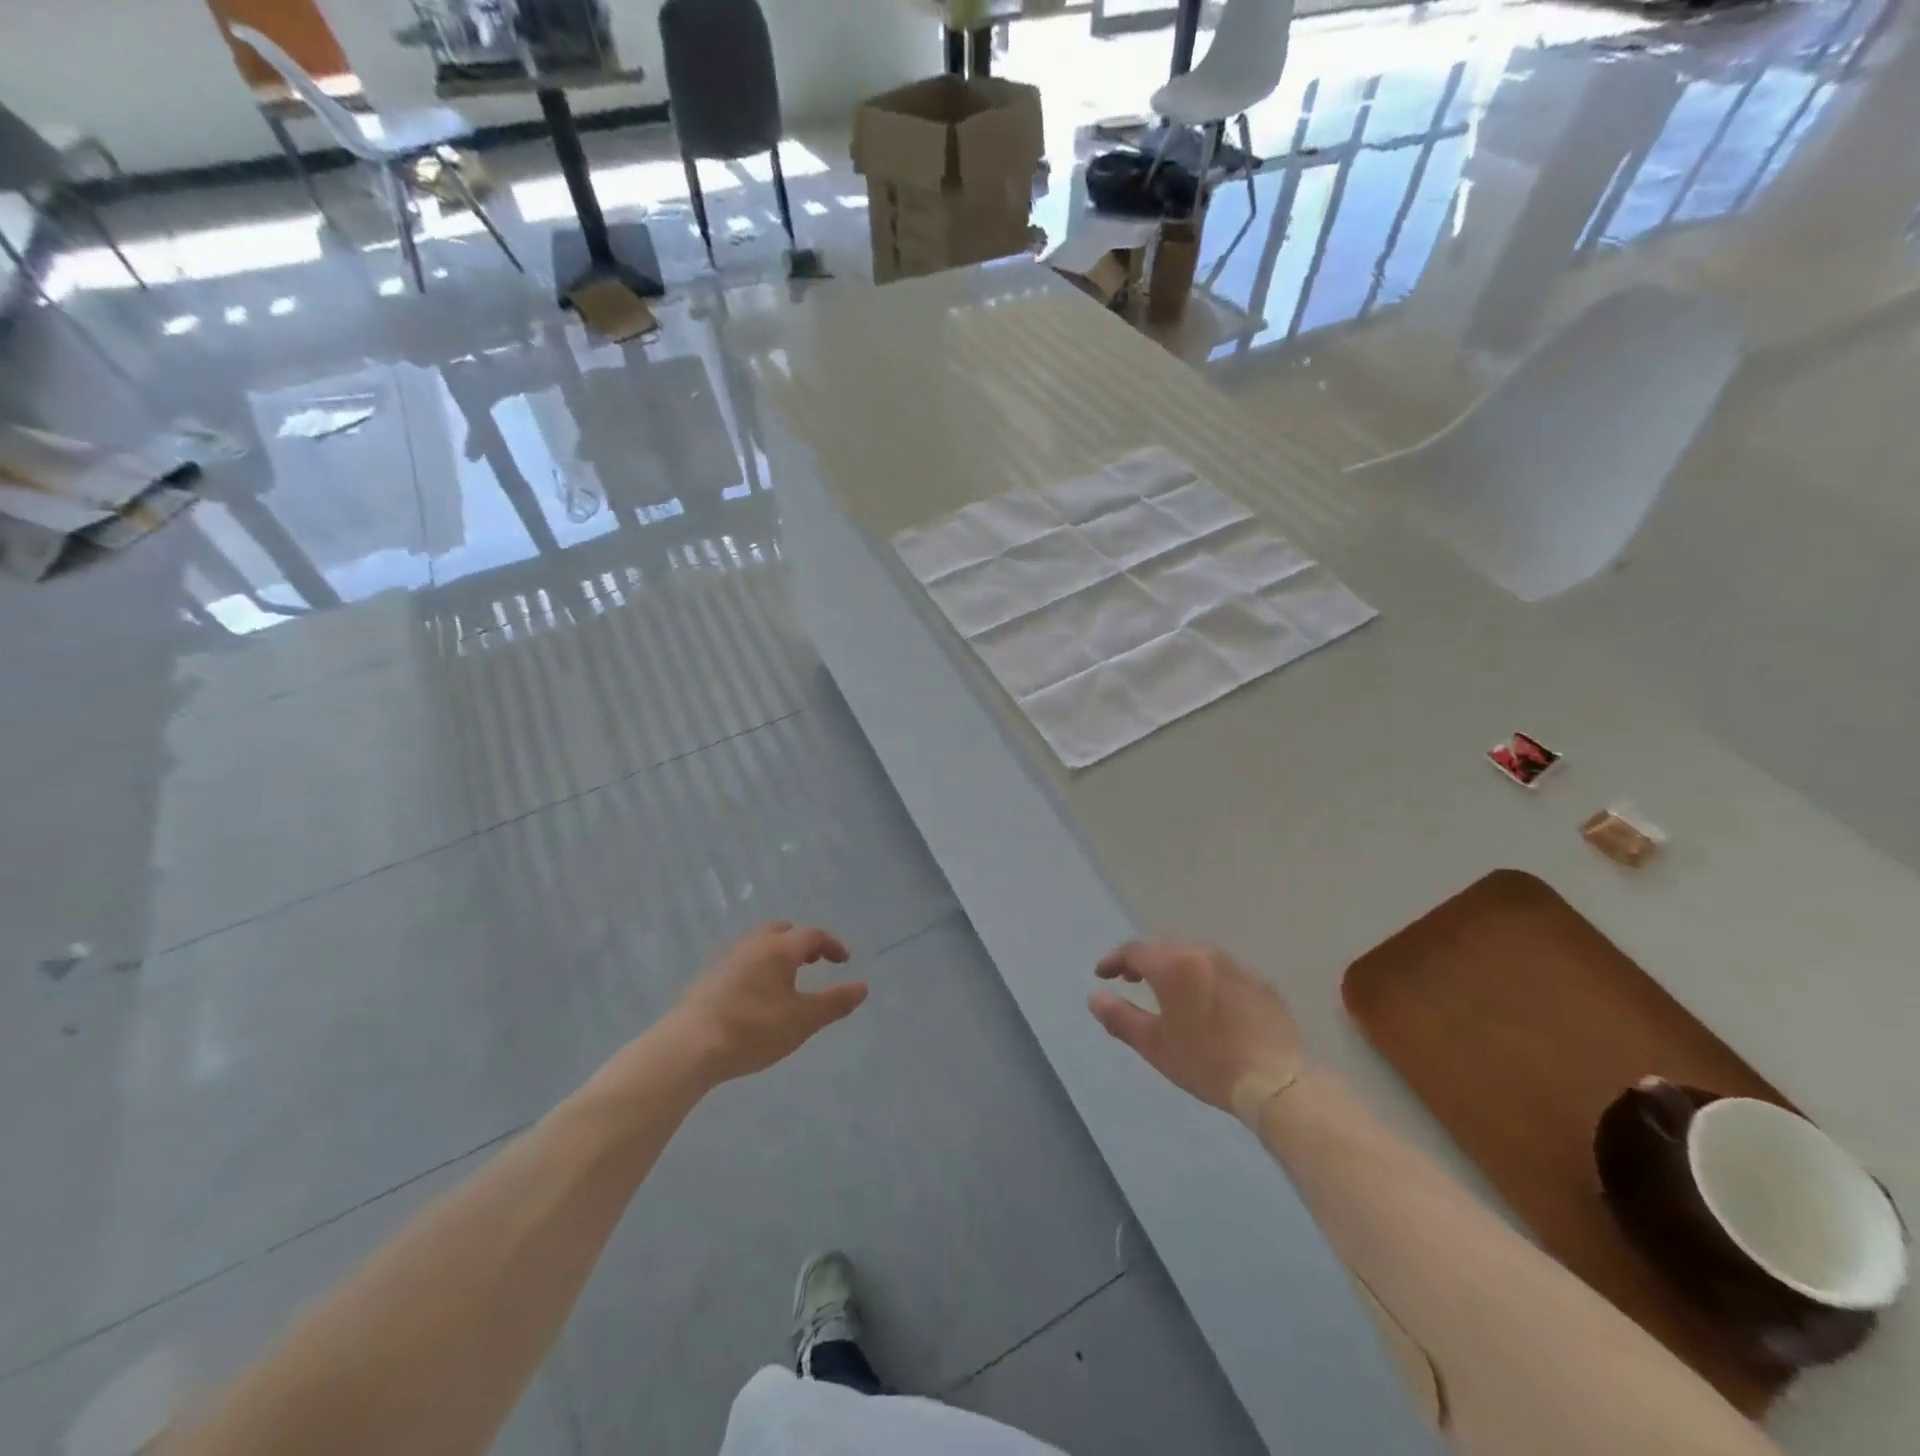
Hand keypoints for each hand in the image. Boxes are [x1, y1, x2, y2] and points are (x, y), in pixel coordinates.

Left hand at [672, 923, 867, 1083]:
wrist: (688, 1047)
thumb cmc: (754, 1029)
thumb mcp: (803, 1021)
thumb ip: (835, 1002)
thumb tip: (863, 987)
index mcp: (779, 948)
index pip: (812, 935)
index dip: (832, 945)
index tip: (844, 960)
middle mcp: (752, 945)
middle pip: (782, 931)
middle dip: (802, 942)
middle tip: (814, 961)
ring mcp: (726, 960)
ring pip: (758, 946)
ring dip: (777, 955)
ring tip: (786, 981)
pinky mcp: (707, 980)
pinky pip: (740, 963)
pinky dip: (757, 969)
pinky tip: (755, 997)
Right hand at [1088, 941, 1304, 1115]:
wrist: (1276, 1081)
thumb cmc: (1207, 1062)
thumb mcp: (1155, 1045)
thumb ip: (1119, 1017)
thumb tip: (1095, 996)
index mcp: (1174, 966)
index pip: (1135, 950)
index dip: (1114, 960)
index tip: (1103, 974)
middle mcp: (1204, 955)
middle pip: (1165, 949)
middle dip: (1144, 962)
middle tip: (1131, 980)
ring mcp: (1236, 967)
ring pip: (1195, 958)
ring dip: (1176, 969)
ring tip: (1168, 991)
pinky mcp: (1260, 984)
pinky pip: (1222, 973)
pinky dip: (1206, 981)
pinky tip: (1208, 1005)